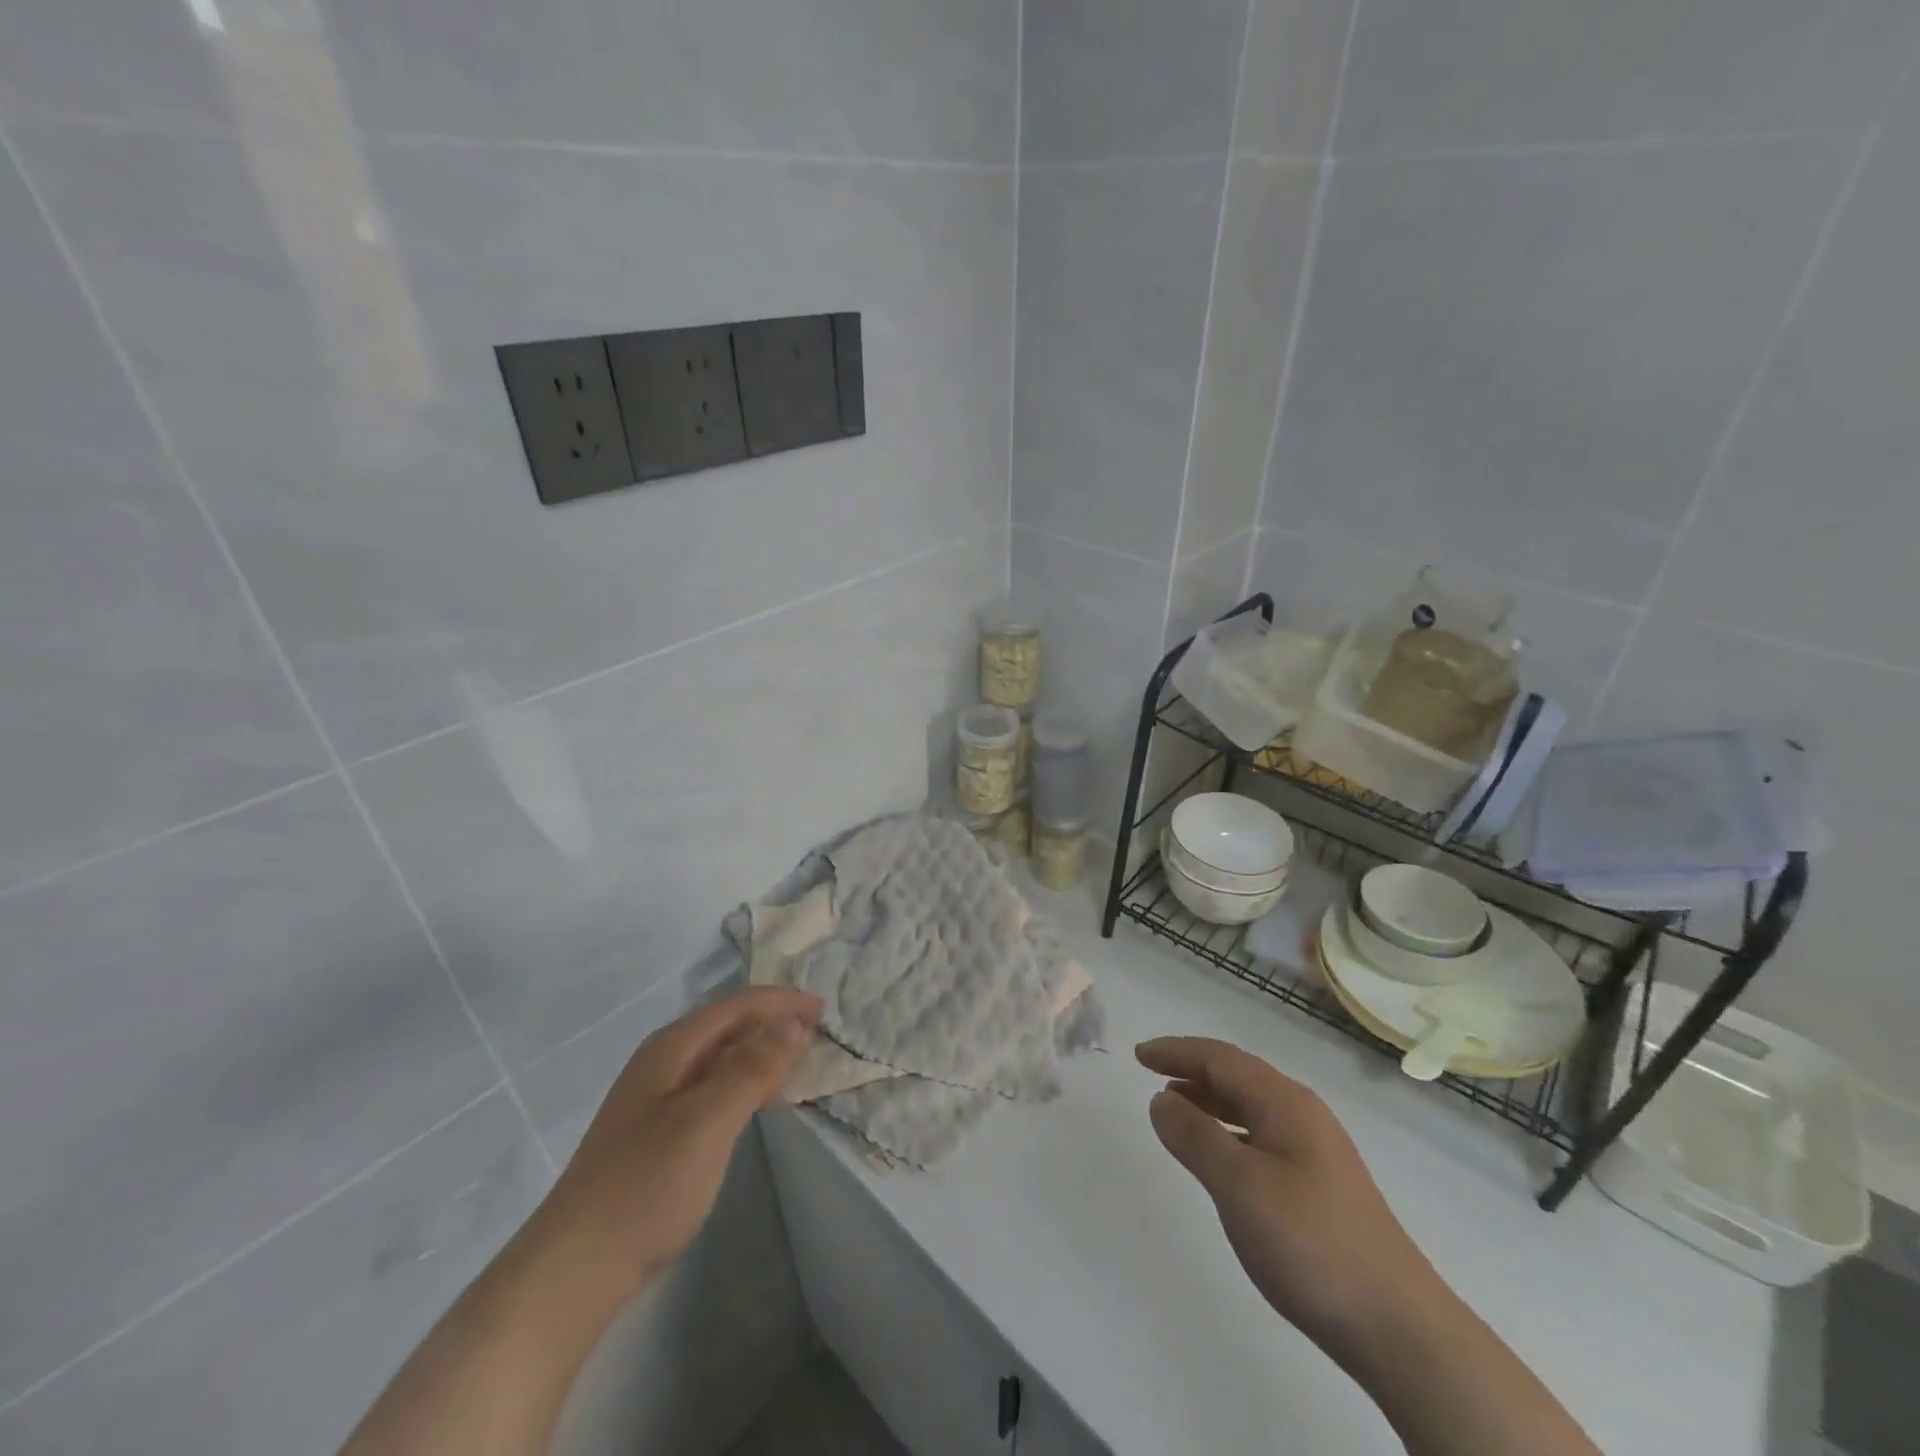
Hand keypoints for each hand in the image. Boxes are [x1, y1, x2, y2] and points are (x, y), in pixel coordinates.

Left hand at [526, 987, 822, 1308]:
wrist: (574, 1270)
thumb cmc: (646, 1187)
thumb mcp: (707, 1122)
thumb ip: (751, 1068)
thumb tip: (790, 1022)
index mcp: (671, 1048)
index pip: (736, 1006)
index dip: (781, 1002)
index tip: (823, 1010)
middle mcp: (662, 1062)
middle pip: (727, 1025)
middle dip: (772, 1021)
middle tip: (818, 1033)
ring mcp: (656, 1098)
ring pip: (720, 1056)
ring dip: (760, 1051)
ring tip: (797, 1061)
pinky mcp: (657, 1132)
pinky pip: (712, 1086)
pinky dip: (744, 1082)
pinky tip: (758, 1101)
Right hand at [1136, 1036, 1444, 1365]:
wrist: (1399, 1328)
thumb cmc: (1311, 1244)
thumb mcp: (1240, 1186)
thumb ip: (1196, 1137)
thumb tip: (1161, 1099)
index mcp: (1285, 1103)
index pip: (1221, 1059)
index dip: (1177, 1052)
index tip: (1139, 1054)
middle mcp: (1302, 1115)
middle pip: (1238, 1075)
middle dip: (1193, 1069)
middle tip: (1152, 1073)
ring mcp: (1316, 1151)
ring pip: (1251, 1107)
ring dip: (1210, 1100)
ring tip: (1175, 1109)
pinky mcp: (1321, 1185)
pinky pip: (1262, 1136)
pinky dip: (1230, 1131)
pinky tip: (1220, 1156)